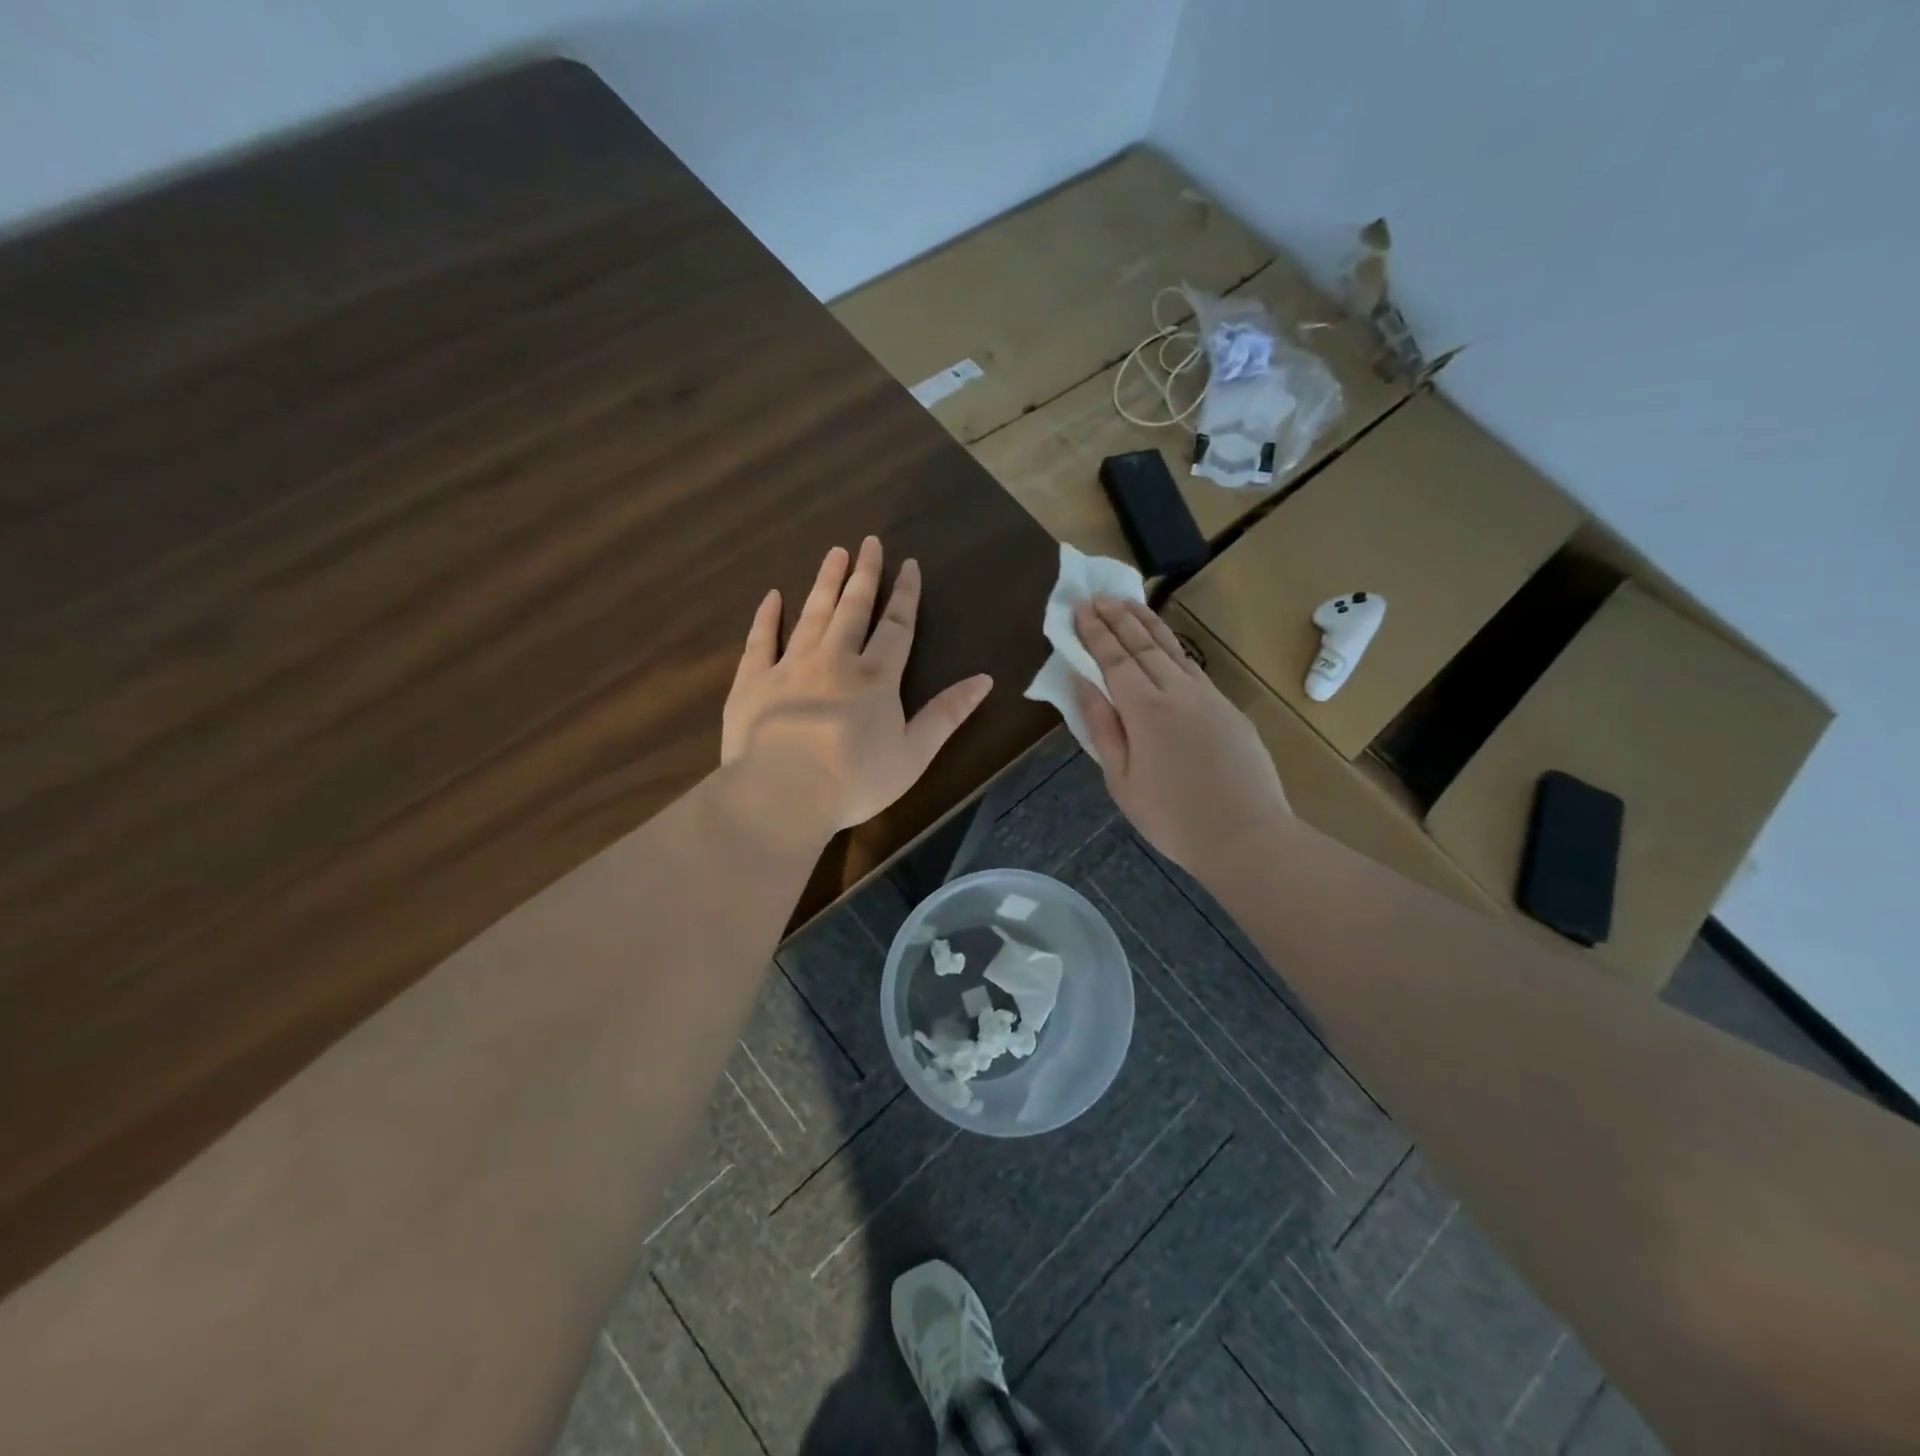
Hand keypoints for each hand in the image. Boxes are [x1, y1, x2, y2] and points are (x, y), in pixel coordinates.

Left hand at [722, 538, 993, 844]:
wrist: (782, 794)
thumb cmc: (855, 780)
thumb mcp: (914, 753)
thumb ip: (947, 714)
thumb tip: (985, 679)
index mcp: (876, 678)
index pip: (897, 626)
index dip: (905, 595)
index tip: (909, 564)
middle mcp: (835, 660)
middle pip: (853, 609)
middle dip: (864, 574)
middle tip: (868, 542)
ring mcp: (790, 667)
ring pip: (812, 615)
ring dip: (825, 583)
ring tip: (833, 554)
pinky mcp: (753, 682)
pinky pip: (760, 641)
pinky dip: (766, 617)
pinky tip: (772, 596)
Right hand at [1072, 596, 1290, 877]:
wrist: (1247, 836)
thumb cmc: (1173, 818)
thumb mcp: (1122, 780)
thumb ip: (1103, 728)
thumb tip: (1082, 684)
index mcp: (1145, 711)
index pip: (1114, 660)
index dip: (1095, 633)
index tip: (1080, 608)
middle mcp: (1177, 692)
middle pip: (1143, 646)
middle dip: (1118, 618)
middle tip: (1099, 596)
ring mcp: (1208, 697)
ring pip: (1173, 649)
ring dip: (1147, 624)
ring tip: (1129, 603)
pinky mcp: (1229, 708)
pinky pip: (1193, 667)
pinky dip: (1173, 647)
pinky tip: (1165, 645)